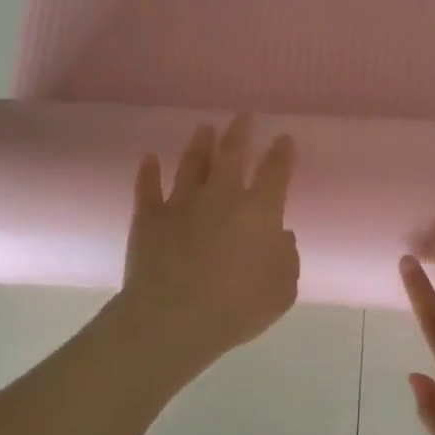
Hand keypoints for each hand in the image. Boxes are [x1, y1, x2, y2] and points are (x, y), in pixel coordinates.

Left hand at [120, 116, 299, 369]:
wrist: (174, 318)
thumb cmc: (238, 307)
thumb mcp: (282, 289)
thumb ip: (286, 258)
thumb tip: (280, 236)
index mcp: (260, 211)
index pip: (275, 173)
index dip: (281, 154)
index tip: (282, 137)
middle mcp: (222, 197)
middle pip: (232, 155)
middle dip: (239, 132)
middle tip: (242, 115)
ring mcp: (182, 203)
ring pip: (192, 164)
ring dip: (199, 144)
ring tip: (204, 128)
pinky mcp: (149, 218)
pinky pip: (148, 187)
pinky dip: (148, 171)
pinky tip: (149, 158)